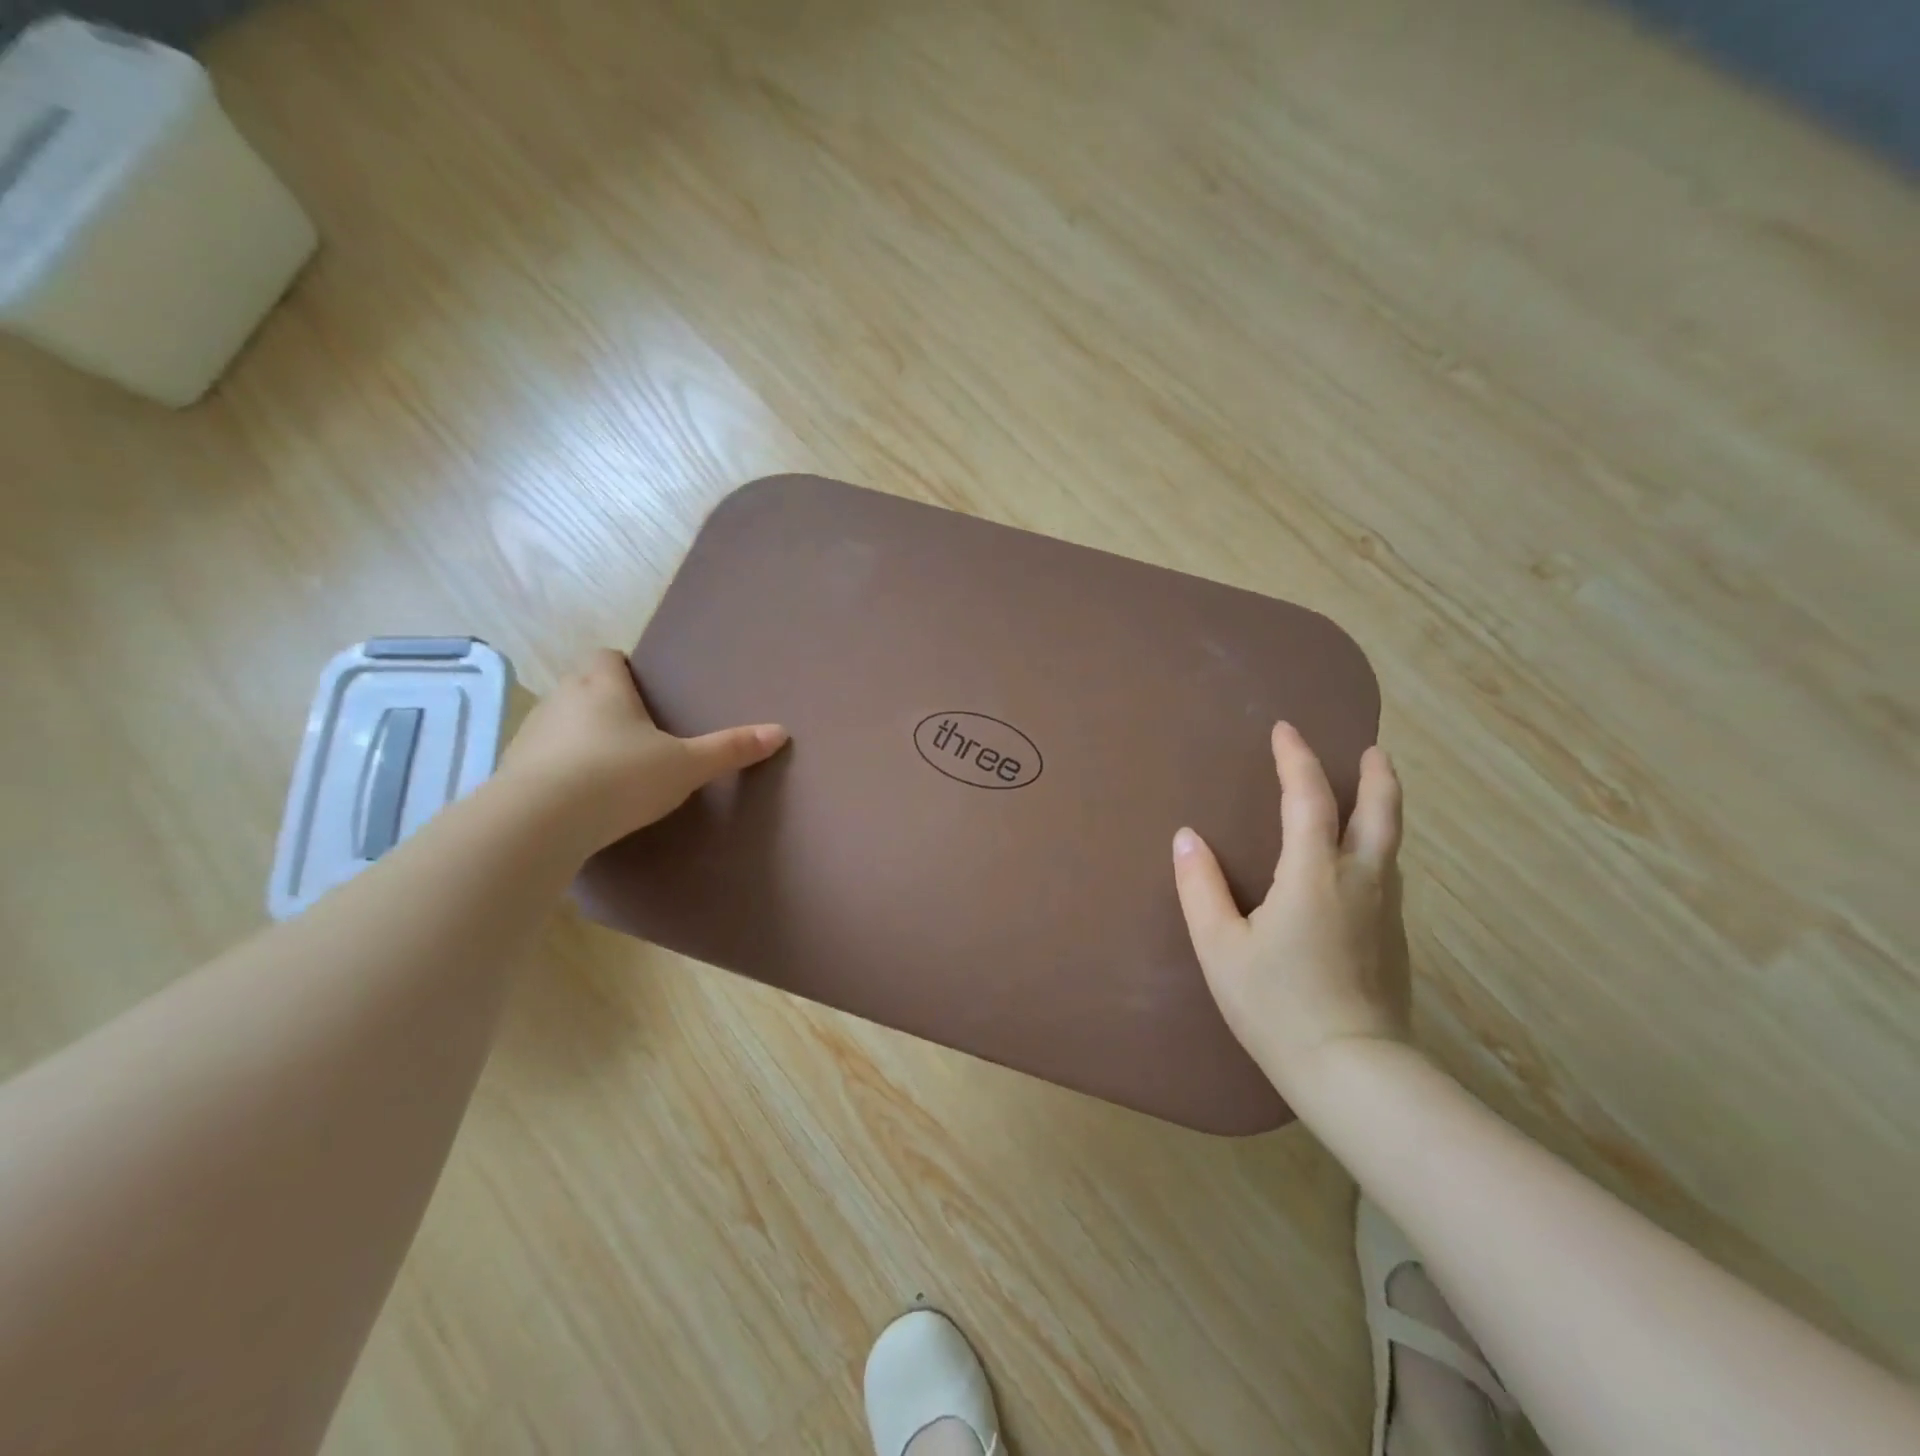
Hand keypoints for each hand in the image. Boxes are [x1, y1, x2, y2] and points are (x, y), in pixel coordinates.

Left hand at [496, 649, 787, 853]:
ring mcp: (531, 735)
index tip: (645, 691)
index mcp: (602, 686)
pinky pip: (543, 759)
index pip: (606, 656)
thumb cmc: (619, 777)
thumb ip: (730, 749)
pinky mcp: (513, 771)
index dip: (624, 668)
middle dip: (607, 703)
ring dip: (581, 737)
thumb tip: (780, 732)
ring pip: (561, 723)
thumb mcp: (685, 766)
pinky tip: (581, 797)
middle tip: (639, 732)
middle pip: (583, 686)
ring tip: (611, 768)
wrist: (539, 823)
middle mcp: (561, 699)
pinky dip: (561, 769)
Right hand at [1171, 722, 1410, 1103]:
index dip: (1297, 758)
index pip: (1309, 797)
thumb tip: (1187, 838)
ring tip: (1365, 796)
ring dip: (1381, 808)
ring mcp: (1385, 911)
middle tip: (1369, 749)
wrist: (1353, 1071)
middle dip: (1375, 774)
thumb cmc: (1277, 1005)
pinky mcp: (1395, 940)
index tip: (1285, 730)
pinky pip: (1388, 873)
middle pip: (1380, 811)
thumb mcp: (1220, 947)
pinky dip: (1377, 846)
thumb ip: (1200, 888)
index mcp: (1314, 874)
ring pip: (1391, 843)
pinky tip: (1359, 863)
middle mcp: (1360, 880)